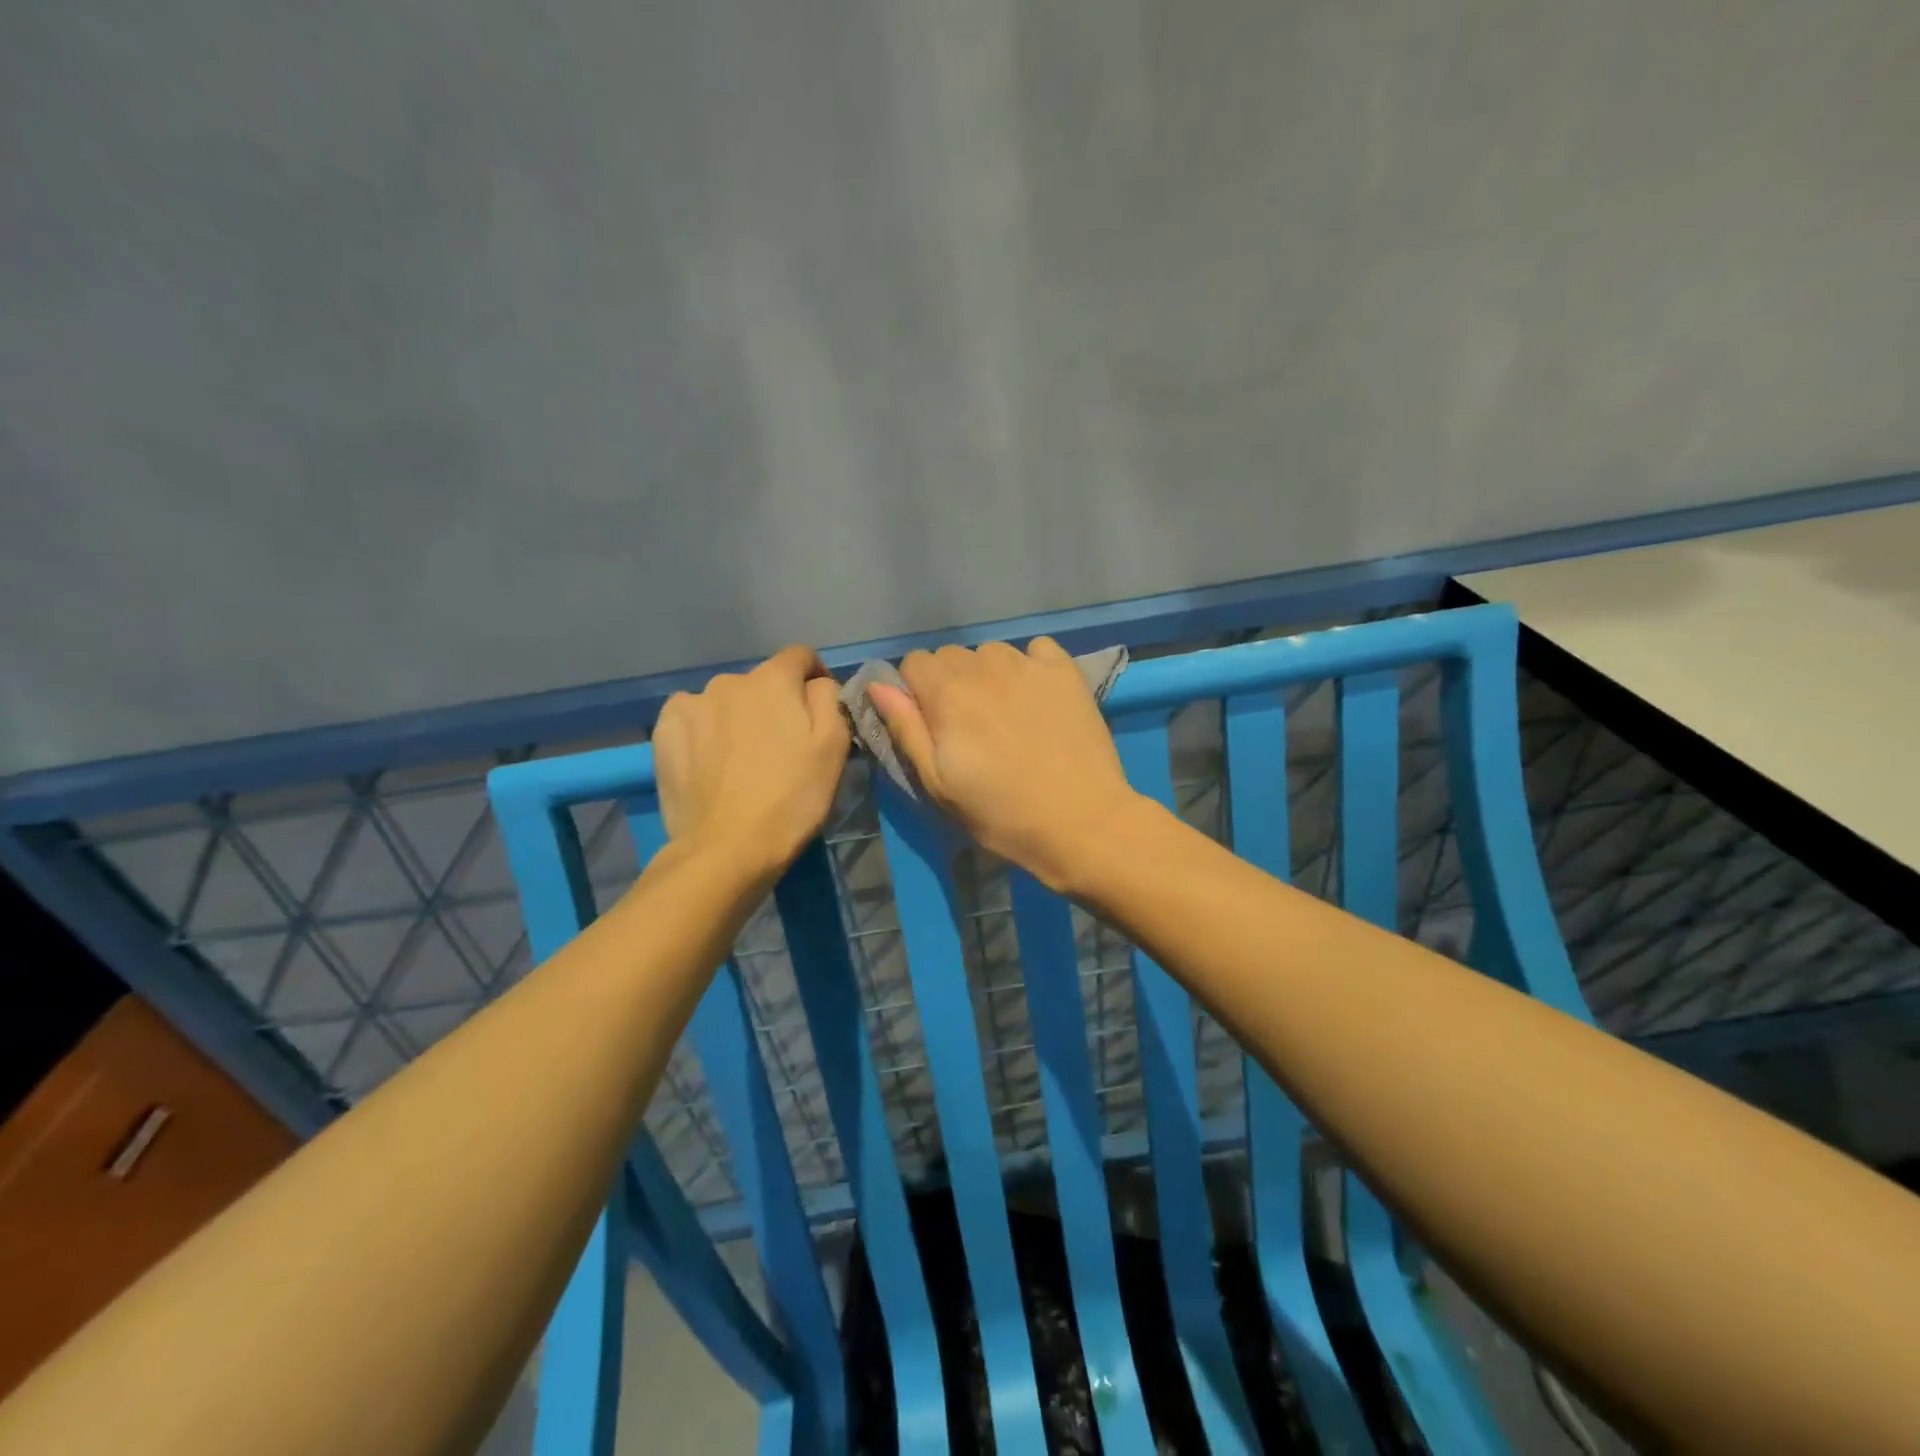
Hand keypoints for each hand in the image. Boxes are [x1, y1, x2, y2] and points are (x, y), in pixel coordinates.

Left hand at [652, 645, 850, 875]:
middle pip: (761, 683)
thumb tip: (818, 683)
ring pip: (725, 701)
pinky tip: (711, 763)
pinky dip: (704, 731)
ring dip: (738, 718)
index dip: (815, 678)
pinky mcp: (664, 731)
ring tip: (742, 761)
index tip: (820, 710)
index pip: (800, 657)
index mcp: (773, 679)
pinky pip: (693, 718)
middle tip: (781, 747)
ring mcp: (691, 704)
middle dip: (774, 705)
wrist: (727, 848)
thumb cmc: (792, 798)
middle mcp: (729, 680)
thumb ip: (830, 699)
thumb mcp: (834, 747)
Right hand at [866, 638, 1139, 891]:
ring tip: (1007, 714)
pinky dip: (1031, 666)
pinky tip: (1039, 699)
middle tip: (971, 726)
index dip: (917, 692)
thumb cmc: (1000, 813)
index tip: (933, 724)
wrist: (1080, 822)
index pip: (914, 662)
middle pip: (951, 656)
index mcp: (947, 693)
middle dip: (951, 683)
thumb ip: (906, 729)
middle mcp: (984, 666)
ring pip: (992, 652)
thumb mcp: (938, 784)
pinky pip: (1037, 650)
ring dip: (990, 675)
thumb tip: (878, 685)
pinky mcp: (1066, 671)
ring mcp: (1028, 664)